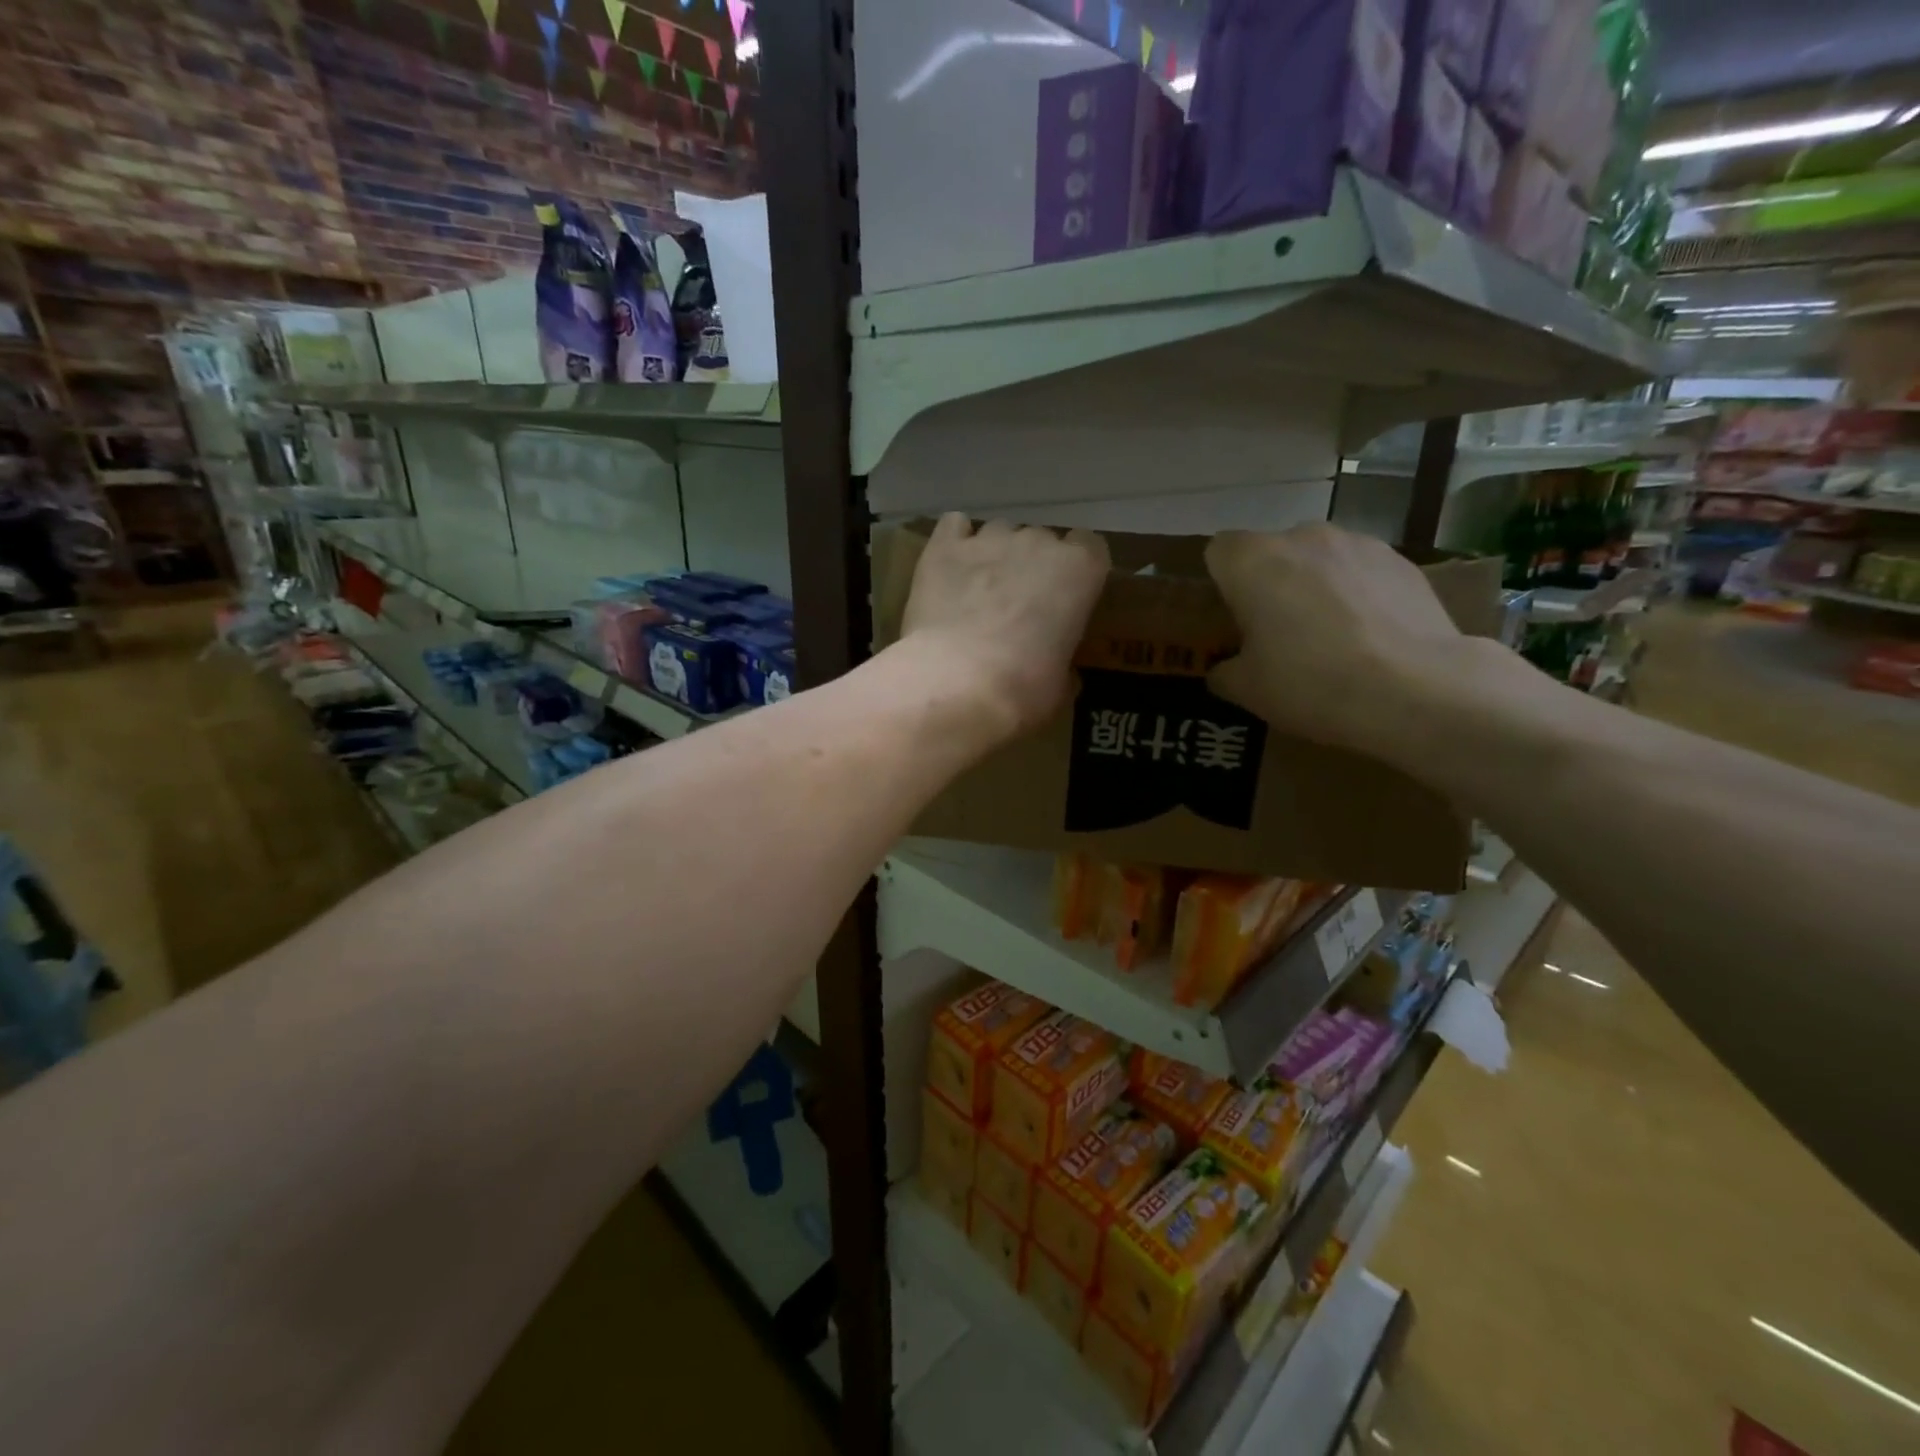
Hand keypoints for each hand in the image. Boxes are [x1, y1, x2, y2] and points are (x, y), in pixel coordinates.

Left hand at [899, 514, 1109, 740]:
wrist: (957, 684)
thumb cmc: (1023, 689)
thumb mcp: (1061, 687)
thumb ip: (1065, 663)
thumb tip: (1060, 672)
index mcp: (1080, 570)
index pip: (1090, 547)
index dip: (1077, 572)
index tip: (1066, 597)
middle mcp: (1037, 542)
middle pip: (1041, 540)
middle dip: (1033, 566)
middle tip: (1019, 606)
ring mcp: (988, 540)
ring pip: (999, 533)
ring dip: (995, 555)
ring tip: (979, 592)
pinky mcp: (943, 547)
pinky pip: (954, 526)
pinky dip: (955, 541)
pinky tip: (950, 567)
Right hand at [1205, 524, 1477, 764]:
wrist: (1415, 690)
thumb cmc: (1310, 683)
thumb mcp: (1246, 690)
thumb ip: (1224, 670)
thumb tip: (1226, 667)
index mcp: (1252, 561)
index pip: (1218, 552)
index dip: (1221, 584)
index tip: (1231, 619)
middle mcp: (1302, 537)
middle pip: (1271, 552)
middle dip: (1269, 584)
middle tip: (1276, 633)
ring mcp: (1358, 543)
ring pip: (1318, 559)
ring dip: (1314, 585)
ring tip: (1330, 635)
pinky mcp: (1402, 560)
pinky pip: (1361, 571)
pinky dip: (1357, 594)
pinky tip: (1370, 635)